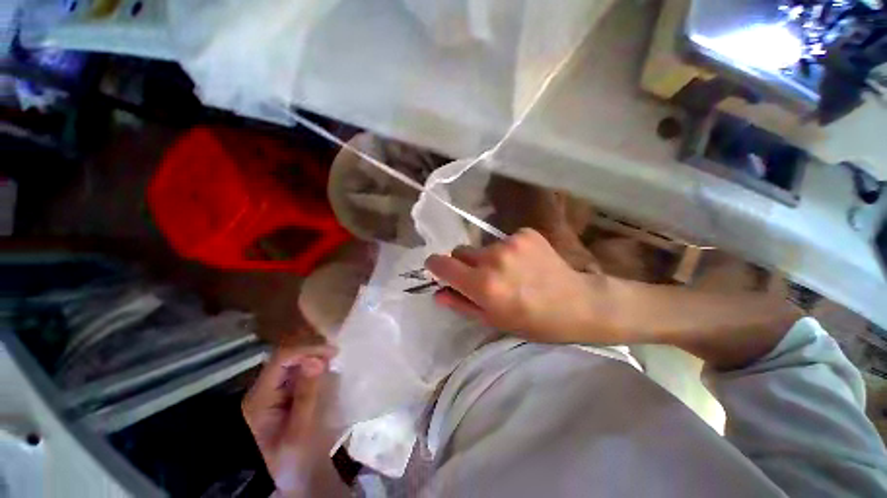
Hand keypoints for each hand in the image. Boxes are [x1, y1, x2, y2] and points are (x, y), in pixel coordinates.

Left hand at [242, 345, 335, 496]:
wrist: (291, 479)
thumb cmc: (295, 458)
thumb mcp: (301, 430)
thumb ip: (307, 395)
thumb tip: (315, 360)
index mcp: (261, 398)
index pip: (281, 359)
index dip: (307, 350)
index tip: (333, 353)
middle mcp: (264, 390)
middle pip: (286, 358)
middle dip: (312, 352)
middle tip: (336, 356)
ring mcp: (274, 392)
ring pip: (293, 363)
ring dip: (315, 359)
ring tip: (335, 361)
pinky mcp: (285, 395)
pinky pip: (299, 373)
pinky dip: (315, 368)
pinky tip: (328, 372)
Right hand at [425, 228, 616, 343]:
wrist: (578, 303)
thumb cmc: (533, 321)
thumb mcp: (493, 320)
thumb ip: (461, 304)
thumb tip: (437, 293)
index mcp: (483, 285)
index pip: (442, 263)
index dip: (436, 266)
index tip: (439, 269)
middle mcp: (493, 259)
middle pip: (460, 251)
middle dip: (465, 264)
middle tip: (484, 278)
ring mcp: (510, 242)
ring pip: (483, 247)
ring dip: (488, 258)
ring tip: (510, 272)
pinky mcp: (525, 233)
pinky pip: (504, 240)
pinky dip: (508, 251)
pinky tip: (525, 263)